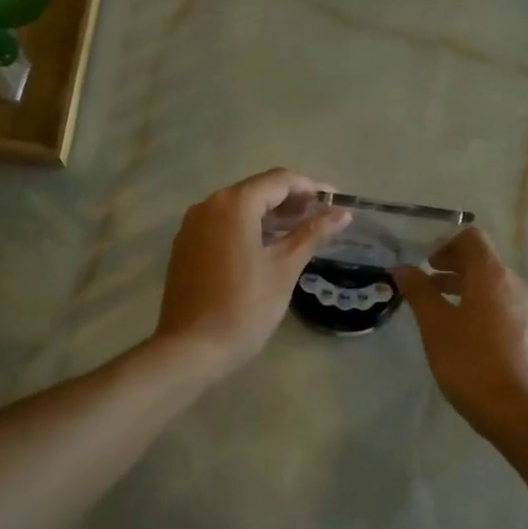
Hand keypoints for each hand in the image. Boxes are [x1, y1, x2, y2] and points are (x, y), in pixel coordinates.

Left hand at [154, 169, 349, 375]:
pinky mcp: (185, 247)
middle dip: (290, 201)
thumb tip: (342, 214)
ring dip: (269, 216)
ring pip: (238, 209)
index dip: (310, 187)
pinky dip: (247, 229)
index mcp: (234, 204)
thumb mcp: (284, 268)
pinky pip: (222, 226)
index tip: (335, 200)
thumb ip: (312, 234)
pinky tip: (267, 247)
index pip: (278, 180)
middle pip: (256, 191)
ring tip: (301, 232)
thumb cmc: (245, 306)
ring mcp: (192, 226)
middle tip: (322, 217)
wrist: (192, 348)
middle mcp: (208, 205)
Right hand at [393, 229, 527, 438]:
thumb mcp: (435, 326)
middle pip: (483, 261)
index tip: (425, 263)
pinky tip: (464, 334)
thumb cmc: (471, 363)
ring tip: (439, 310)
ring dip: (465, 288)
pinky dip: (480, 306)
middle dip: (452, 267)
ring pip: (493, 285)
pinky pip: (503, 306)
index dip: (445, 243)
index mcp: (493, 276)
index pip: (472, 238)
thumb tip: (403, 268)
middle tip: (425, 284)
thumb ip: (419, 292)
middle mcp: (515, 285)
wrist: (520, 412)